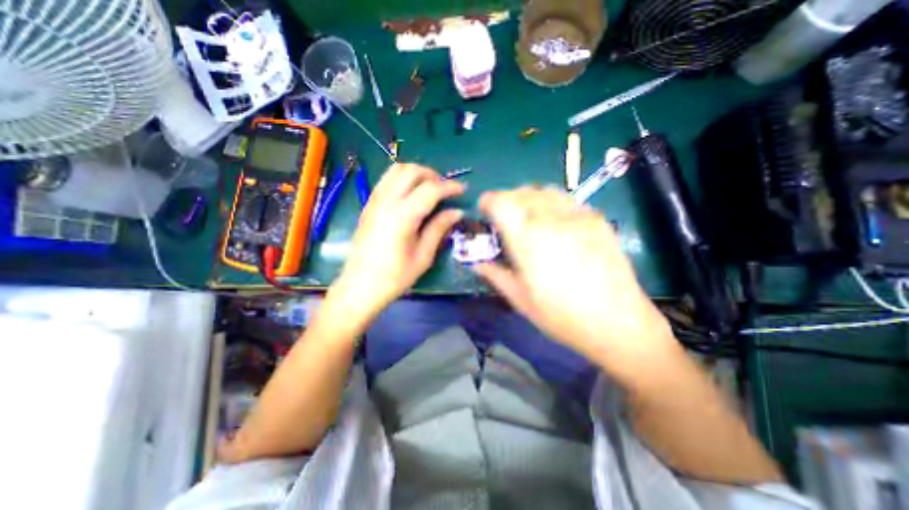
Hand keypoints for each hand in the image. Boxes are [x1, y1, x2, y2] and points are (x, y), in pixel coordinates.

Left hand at [329, 164, 468, 322]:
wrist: (360, 286)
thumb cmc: (395, 276)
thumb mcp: (423, 256)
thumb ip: (439, 228)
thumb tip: (457, 212)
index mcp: (403, 216)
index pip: (431, 189)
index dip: (450, 187)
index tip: (463, 190)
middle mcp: (387, 201)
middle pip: (412, 171)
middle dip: (433, 175)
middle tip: (445, 190)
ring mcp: (375, 201)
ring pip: (397, 170)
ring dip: (417, 174)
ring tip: (429, 189)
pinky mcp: (369, 205)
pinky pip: (387, 180)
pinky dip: (403, 179)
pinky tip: (411, 195)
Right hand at [476, 187, 674, 362]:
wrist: (616, 322)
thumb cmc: (560, 315)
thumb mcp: (519, 298)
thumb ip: (495, 274)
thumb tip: (477, 263)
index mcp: (527, 238)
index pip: (501, 201)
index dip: (488, 200)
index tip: (484, 209)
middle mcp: (550, 219)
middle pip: (522, 192)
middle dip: (507, 199)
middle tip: (504, 216)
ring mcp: (577, 216)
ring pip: (545, 190)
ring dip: (529, 197)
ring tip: (528, 216)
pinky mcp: (597, 219)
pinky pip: (566, 200)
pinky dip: (552, 203)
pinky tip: (555, 223)